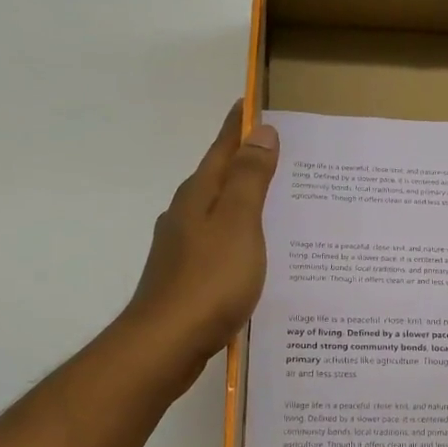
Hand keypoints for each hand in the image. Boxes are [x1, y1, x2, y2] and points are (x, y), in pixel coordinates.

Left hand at [118, 102, 278, 388]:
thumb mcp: (239, 224)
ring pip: (218, 212)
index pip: (224, 148)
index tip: (256, 102)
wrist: (166, 344)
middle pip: (219, 178)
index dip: (241, 126)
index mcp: (199, 196)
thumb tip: (261, 132)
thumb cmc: (209, 281)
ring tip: (276, 201)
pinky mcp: (185, 277)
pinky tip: (254, 252)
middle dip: (245, 161)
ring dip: (243, 200)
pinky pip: (219, 242)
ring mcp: (182, 247)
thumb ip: (250, 179)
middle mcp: (185, 215)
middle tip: (281, 152)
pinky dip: (238, 235)